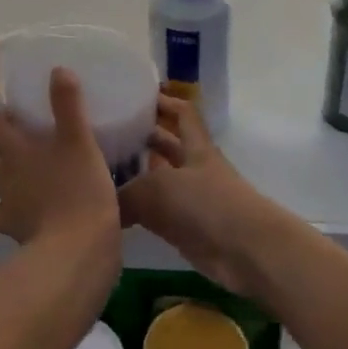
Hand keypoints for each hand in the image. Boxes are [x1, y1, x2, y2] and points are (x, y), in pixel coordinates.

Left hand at [0, 68, 120, 252]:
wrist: (76, 250)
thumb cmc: (79, 188)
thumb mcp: (79, 139)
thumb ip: (68, 104)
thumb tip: (58, 69)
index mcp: (15, 151)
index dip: (1, 120)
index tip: (20, 118)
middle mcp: (4, 179)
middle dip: (7, 158)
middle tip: (35, 154)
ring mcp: (8, 212)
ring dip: (12, 190)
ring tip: (38, 187)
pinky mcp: (17, 239)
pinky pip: (12, 225)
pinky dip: (20, 220)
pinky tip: (40, 218)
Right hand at [120, 94, 282, 301]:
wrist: (246, 252)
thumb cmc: (206, 205)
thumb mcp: (158, 189)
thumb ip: (126, 193)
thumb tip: (101, 201)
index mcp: (197, 146)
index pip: (182, 112)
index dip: (163, 101)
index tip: (135, 95)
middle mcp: (195, 168)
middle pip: (168, 145)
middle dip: (143, 138)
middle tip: (107, 134)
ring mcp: (194, 200)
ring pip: (160, 180)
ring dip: (137, 176)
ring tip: (102, 170)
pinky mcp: (189, 230)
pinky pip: (158, 214)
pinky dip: (139, 211)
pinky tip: (113, 211)